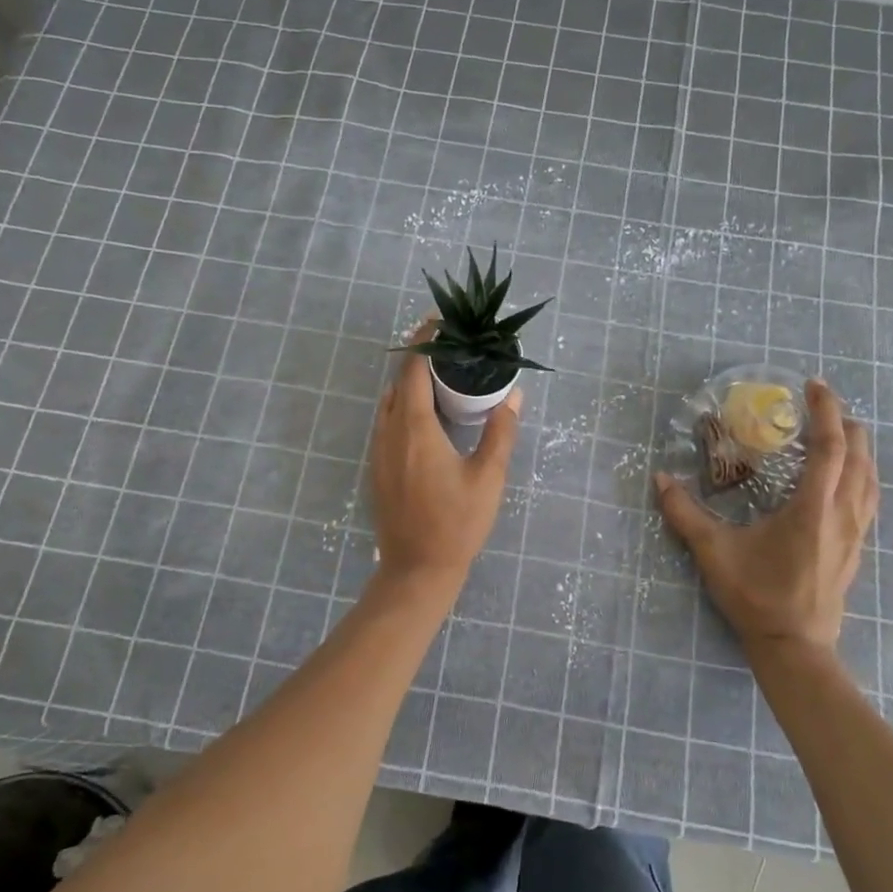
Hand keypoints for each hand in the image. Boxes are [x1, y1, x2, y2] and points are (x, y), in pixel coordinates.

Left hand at [369, 323, 520, 589]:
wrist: (416, 570)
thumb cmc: (456, 523)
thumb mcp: (488, 477)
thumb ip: (500, 432)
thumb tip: (513, 396)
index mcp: (414, 427)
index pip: (413, 368)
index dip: (425, 340)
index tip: (442, 321)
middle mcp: (390, 431)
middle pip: (399, 381)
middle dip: (421, 358)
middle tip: (452, 348)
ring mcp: (379, 450)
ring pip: (391, 401)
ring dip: (412, 382)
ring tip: (443, 376)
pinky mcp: (378, 466)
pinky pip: (388, 421)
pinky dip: (405, 404)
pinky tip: (429, 415)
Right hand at [654, 379, 877, 658]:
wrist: (794, 646)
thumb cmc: (756, 596)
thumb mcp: (713, 553)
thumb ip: (685, 514)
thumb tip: (660, 479)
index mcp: (812, 509)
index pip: (830, 448)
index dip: (825, 411)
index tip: (814, 385)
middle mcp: (841, 514)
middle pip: (859, 456)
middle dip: (846, 422)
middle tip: (822, 404)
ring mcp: (854, 533)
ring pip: (870, 478)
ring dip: (858, 448)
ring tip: (839, 430)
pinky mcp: (856, 548)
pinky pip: (869, 498)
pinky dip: (861, 473)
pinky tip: (846, 477)